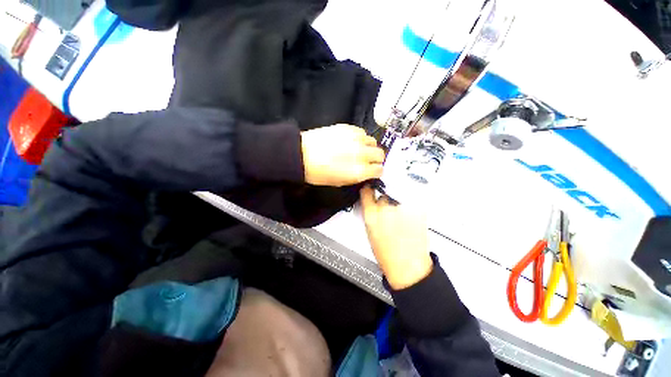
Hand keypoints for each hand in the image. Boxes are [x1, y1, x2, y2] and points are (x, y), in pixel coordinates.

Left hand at [301, 124, 384, 186]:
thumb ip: (357, 177)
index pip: (379, 170)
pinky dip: (360, 138)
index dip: (376, 171)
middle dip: (376, 159)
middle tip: (368, 160)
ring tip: (359, 150)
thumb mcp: (339, 182)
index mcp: (359, 171)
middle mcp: (361, 154)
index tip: (373, 171)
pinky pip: (362, 132)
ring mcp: (355, 139)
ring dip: (369, 147)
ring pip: (373, 141)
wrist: (301, 154)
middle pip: (380, 154)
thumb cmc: (318, 173)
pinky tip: (351, 141)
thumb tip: (366, 172)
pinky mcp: (348, 128)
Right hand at [360, 186, 432, 289]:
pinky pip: (411, 202)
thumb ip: (370, 213)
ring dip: (398, 203)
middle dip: (385, 200)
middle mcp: (386, 209)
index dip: (369, 189)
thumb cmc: (387, 254)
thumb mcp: (370, 231)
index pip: (367, 191)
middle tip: (390, 210)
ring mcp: (403, 209)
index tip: (371, 188)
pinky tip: (409, 218)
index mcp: (371, 215)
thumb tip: (372, 202)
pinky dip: (410, 207)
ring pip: (398, 196)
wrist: (407, 266)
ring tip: (402, 216)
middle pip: (384, 193)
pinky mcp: (418, 210)